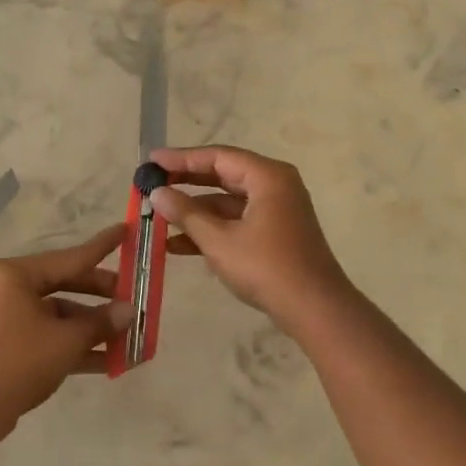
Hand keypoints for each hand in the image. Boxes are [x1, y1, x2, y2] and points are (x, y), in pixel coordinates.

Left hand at [0, 224, 130, 442]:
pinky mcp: (16, 348)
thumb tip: (129, 311)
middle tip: (137, 299)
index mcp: (20, 275)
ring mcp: (15, 320)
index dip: (103, 246)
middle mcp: (15, 290)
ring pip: (64, 316)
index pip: (73, 256)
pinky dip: (80, 348)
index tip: (128, 230)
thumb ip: (101, 322)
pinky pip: (55, 339)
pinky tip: (113, 361)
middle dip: (104, 296)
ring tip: (133, 337)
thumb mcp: (66, 339)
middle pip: (70, 285)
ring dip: (96, 328)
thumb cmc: (18, 360)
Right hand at [149, 145, 352, 331]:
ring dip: (195, 210)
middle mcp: (274, 185)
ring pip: (227, 201)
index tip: (151, 161)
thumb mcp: (219, 240)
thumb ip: (186, 213)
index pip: (217, 156)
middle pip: (223, 174)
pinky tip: (178, 244)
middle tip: (152, 182)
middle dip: (186, 182)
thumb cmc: (266, 267)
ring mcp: (276, 210)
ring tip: (159, 215)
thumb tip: (157, 193)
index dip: (181, 158)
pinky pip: (237, 220)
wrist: (314, 308)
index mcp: (267, 177)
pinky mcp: (275, 232)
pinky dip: (211, 228)